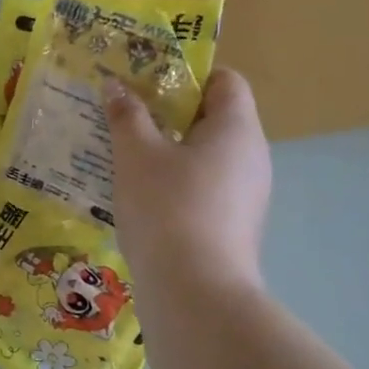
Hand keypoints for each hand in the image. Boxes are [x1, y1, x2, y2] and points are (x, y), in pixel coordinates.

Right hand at [106, 68, 270, 292]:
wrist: (195, 293)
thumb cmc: (167, 207)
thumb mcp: (136, 154)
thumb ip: (126, 115)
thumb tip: (116, 85)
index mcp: (237, 128)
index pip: (225, 80)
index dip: (187, 75)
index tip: (147, 84)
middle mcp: (252, 156)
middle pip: (214, 118)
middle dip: (169, 114)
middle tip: (126, 117)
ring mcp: (248, 195)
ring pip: (206, 157)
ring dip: (169, 152)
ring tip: (125, 157)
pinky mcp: (235, 226)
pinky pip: (205, 189)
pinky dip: (177, 184)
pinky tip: (142, 198)